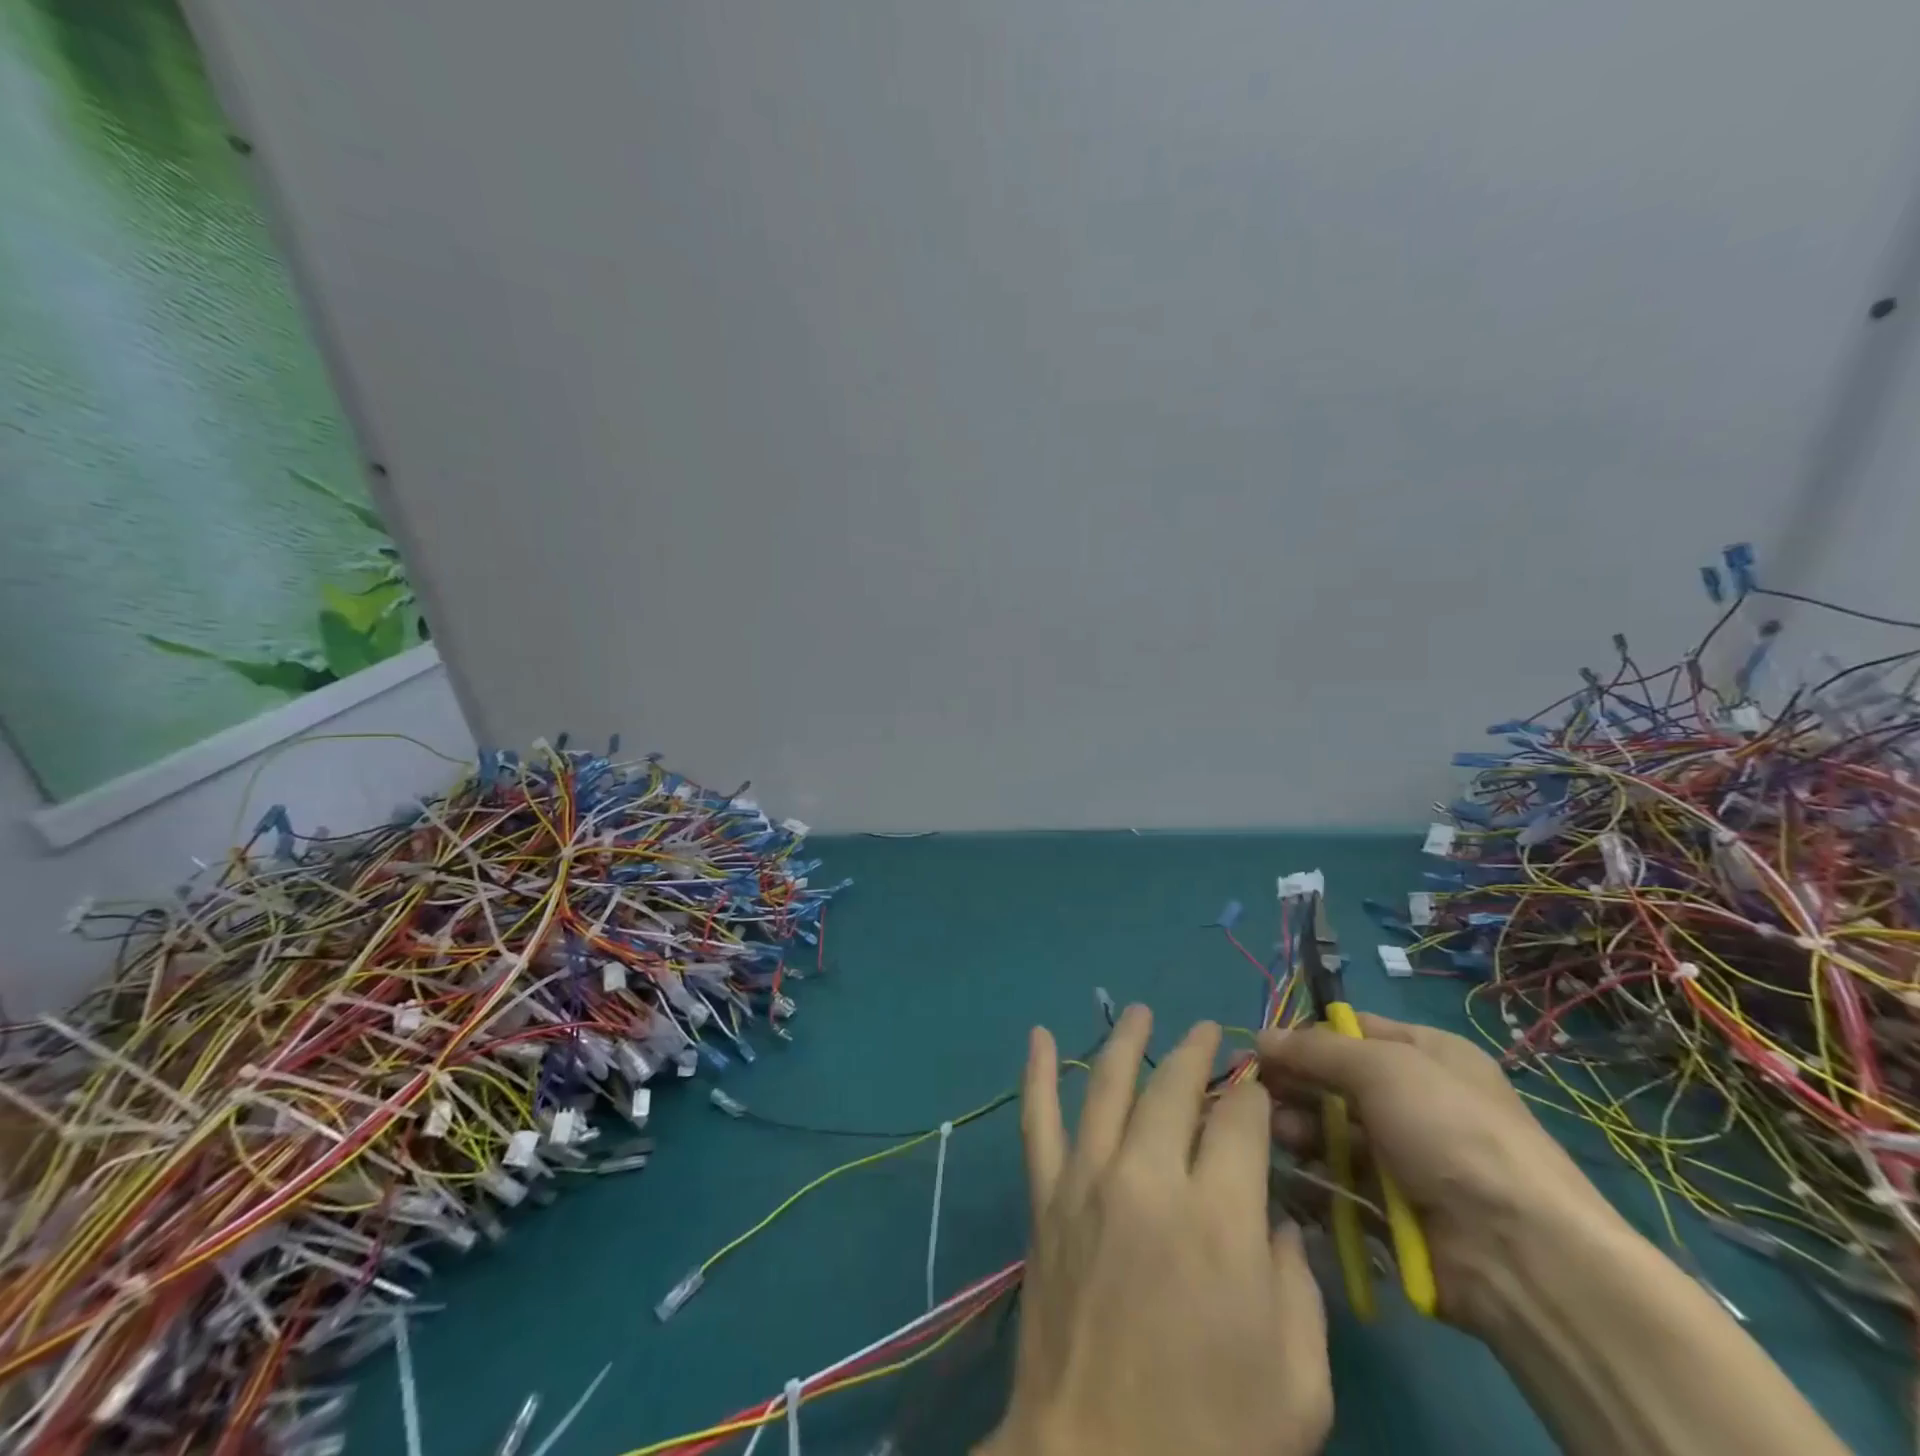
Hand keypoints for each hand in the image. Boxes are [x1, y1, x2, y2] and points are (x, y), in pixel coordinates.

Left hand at [982, 1006, 1330, 1455]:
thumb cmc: (1213, 1437)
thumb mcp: (1298, 1382)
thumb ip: (1299, 1285)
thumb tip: (1276, 1216)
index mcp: (1219, 1219)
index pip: (1241, 1119)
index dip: (1254, 1095)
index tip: (1260, 1087)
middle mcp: (1149, 1177)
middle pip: (1175, 1087)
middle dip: (1198, 1053)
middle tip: (1208, 1031)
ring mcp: (1088, 1179)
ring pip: (1108, 1084)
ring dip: (1127, 1041)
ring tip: (1143, 1012)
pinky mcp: (1045, 1196)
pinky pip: (1037, 1119)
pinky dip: (1035, 1072)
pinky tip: (1037, 1035)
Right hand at [1258, 1012, 1619, 1332]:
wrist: (1520, 1251)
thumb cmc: (1451, 1130)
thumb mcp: (1381, 1066)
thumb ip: (1316, 1049)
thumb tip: (1261, 1037)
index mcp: (1426, 1053)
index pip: (1351, 1030)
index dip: (1305, 1036)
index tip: (1262, 1049)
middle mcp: (1416, 1098)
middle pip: (1336, 1080)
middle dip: (1294, 1083)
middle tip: (1254, 1091)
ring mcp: (1407, 1155)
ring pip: (1333, 1128)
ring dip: (1300, 1126)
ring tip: (1280, 1133)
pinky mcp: (1395, 1206)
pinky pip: (1341, 1177)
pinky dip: (1314, 1171)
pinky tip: (1290, 1168)